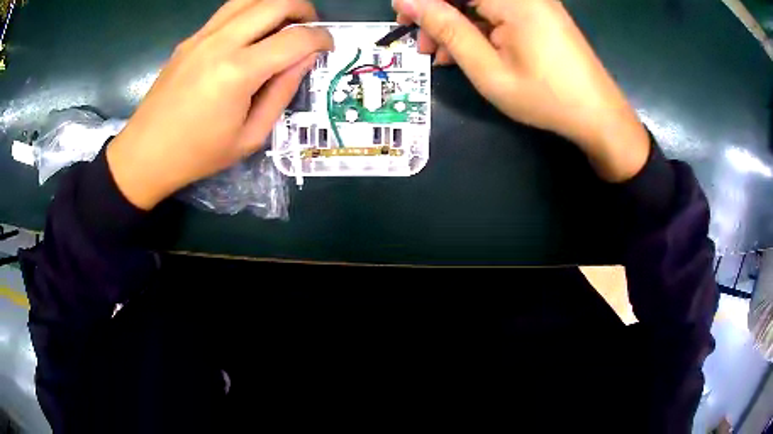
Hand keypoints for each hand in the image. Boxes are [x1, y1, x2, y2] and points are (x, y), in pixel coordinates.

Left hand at [107, 0, 333, 209]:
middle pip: (275, 3)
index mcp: (239, 72)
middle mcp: (221, 43)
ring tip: (285, 23)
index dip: (321, 38)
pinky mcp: (190, 39)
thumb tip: (304, 59)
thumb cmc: (198, 155)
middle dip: (304, 10)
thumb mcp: (250, 136)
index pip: (295, 38)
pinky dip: (251, 12)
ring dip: (276, 4)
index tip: (328, 46)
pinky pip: (228, 11)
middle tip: (310, 28)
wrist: (145, 154)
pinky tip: (252, 33)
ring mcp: (202, 36)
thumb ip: (282, 92)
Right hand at [393, 0, 649, 181]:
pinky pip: (497, 12)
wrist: (598, 115)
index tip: (402, 19)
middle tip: (421, 43)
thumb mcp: (487, 68)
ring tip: (440, 55)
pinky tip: (467, 51)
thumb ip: (447, 29)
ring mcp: (533, 2)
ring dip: (455, 24)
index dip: (423, 1)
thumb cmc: (545, 96)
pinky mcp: (538, 13)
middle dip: (438, 13)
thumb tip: (408, 1)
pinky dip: (477, 28)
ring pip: (479, 3)